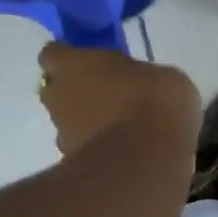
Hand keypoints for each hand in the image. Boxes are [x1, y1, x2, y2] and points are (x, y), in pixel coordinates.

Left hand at [38, 43, 200, 160]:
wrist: (146, 160)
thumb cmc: (154, 102)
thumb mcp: (162, 75)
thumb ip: (139, 76)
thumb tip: (140, 84)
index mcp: (74, 64)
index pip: (54, 53)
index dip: (71, 56)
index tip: (90, 60)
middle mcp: (58, 96)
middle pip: (56, 89)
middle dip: (77, 90)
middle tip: (109, 92)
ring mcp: (62, 132)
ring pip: (68, 120)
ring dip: (87, 120)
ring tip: (122, 126)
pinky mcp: (73, 163)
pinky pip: (84, 147)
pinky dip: (99, 146)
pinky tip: (125, 149)